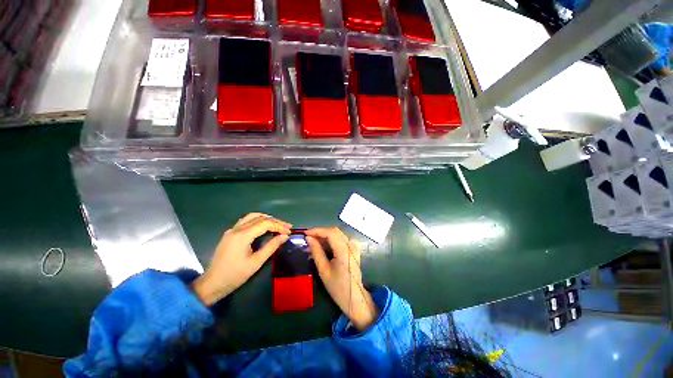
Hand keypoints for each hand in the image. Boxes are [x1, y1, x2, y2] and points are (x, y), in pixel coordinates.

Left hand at [191, 213, 291, 305]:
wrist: (212, 284)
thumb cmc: (235, 275)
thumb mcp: (256, 262)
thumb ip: (271, 246)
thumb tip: (285, 236)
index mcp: (242, 235)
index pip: (265, 223)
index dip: (279, 226)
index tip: (289, 231)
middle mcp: (236, 229)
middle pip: (260, 218)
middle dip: (275, 221)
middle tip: (287, 227)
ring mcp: (232, 230)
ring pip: (252, 216)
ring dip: (267, 218)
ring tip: (278, 225)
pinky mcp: (230, 233)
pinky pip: (246, 221)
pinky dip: (258, 220)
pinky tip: (264, 226)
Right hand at [306, 227, 376, 331]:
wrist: (355, 298)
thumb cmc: (338, 287)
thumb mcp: (324, 270)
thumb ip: (316, 252)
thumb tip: (308, 238)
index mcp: (344, 250)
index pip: (330, 233)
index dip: (317, 230)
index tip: (305, 233)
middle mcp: (351, 245)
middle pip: (334, 231)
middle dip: (320, 232)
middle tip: (308, 238)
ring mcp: (353, 246)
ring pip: (337, 234)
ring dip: (325, 236)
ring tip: (313, 242)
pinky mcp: (353, 249)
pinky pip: (341, 239)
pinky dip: (331, 240)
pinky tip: (322, 246)